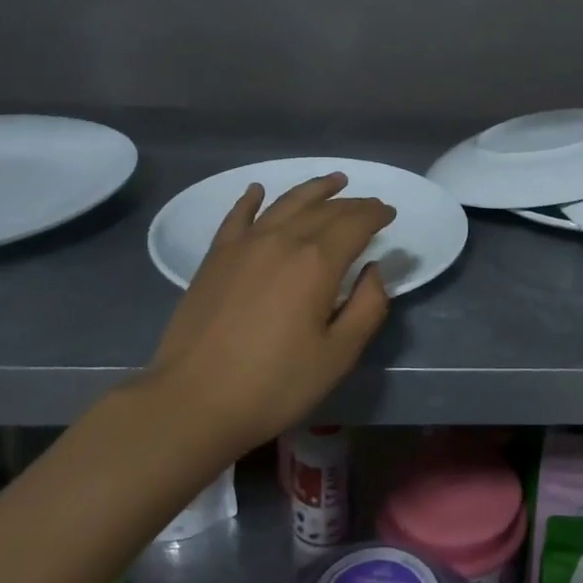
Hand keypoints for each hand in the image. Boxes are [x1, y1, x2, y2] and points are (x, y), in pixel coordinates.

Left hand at [142, 174, 394, 451]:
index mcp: (316, 262)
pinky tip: (258, 191)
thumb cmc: (274, 384)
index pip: (355, 222)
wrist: (193, 402)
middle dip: (352, 203)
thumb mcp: (338, 355)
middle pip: (324, 209)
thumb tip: (373, 271)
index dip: (376, 214)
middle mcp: (282, 240)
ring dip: (313, 189)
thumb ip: (367, 307)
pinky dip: (251, 199)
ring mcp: (244, 245)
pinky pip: (238, 216)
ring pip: (285, 203)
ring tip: (333, 181)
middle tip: (369, 204)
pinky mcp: (215, 258)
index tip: (390, 213)